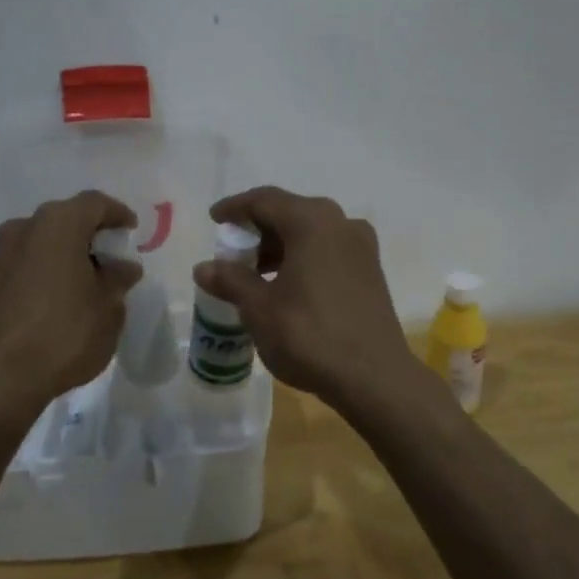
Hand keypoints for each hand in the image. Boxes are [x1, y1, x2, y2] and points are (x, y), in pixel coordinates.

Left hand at [0, 191, 142, 423]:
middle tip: (113, 256)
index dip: (118, 214)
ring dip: (69, 252)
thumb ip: (118, 279)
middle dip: (92, 233)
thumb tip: (123, 267)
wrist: (0, 378)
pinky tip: (64, 295)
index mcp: (58, 224)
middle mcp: (26, 228)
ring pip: (45, 240)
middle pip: (67, 218)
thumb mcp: (108, 307)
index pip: (95, 203)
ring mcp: (3, 254)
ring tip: (91, 279)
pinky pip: (29, 261)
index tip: (132, 232)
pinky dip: (49, 269)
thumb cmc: (65, 333)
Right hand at [192, 186, 420, 409]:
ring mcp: (361, 247)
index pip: (265, 200)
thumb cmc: (309, 335)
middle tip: (232, 251)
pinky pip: (328, 251)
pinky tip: (286, 286)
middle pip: (290, 213)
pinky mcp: (371, 271)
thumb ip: (231, 280)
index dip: (235, 208)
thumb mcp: (259, 308)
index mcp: (312, 221)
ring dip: (280, 246)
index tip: (214, 219)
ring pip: (311, 233)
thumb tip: (203, 268)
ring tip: (254, 274)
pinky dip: (303, 258)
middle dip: (258, 229)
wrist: (374, 377)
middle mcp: (341, 223)